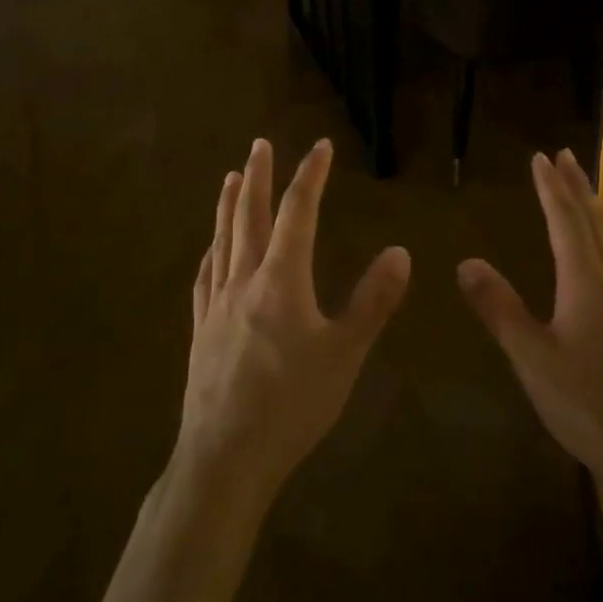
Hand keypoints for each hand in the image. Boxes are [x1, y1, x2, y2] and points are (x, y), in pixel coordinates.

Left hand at [178, 139, 409, 502]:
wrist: (225, 457)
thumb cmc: (291, 404)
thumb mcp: (345, 354)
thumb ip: (373, 301)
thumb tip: (400, 252)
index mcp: (281, 279)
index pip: (298, 212)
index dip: (310, 176)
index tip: (321, 146)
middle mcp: (244, 279)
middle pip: (250, 216)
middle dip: (258, 176)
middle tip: (259, 144)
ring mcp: (218, 304)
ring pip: (223, 240)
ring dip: (229, 205)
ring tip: (232, 178)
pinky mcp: (202, 330)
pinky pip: (205, 277)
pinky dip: (211, 252)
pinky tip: (210, 250)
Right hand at [458, 149, 602, 508]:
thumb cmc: (587, 403)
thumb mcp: (531, 357)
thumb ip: (499, 308)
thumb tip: (466, 262)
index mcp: (584, 281)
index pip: (564, 221)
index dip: (550, 188)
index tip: (541, 157)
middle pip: (593, 222)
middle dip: (577, 187)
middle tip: (566, 155)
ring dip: (598, 210)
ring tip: (589, 191)